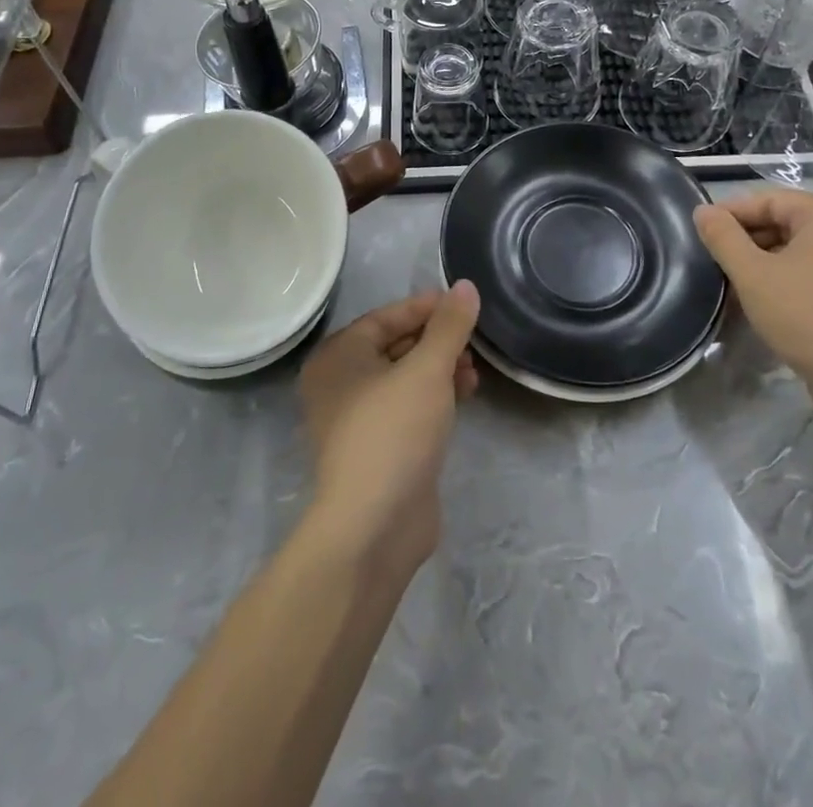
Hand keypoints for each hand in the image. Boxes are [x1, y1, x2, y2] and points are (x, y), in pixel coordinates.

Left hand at [298, 282, 480, 577]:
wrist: (373, 526)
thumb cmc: (393, 432)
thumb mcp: (427, 370)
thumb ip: (449, 326)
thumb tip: (466, 286)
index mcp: (338, 356)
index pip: (386, 316)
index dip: (425, 307)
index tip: (462, 303)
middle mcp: (340, 383)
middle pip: (395, 346)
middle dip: (437, 340)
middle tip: (473, 340)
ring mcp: (357, 419)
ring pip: (404, 378)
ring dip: (440, 369)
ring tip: (474, 372)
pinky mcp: (378, 448)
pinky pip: (408, 407)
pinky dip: (435, 396)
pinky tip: (465, 395)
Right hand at [694, 189, 812, 428]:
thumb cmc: (805, 316)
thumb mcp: (752, 274)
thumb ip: (722, 236)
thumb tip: (702, 210)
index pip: (767, 200)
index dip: (729, 214)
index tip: (700, 234)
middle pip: (782, 220)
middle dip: (745, 239)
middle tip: (712, 260)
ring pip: (794, 246)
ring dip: (761, 259)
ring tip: (731, 281)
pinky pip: (810, 267)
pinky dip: (783, 275)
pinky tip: (760, 298)